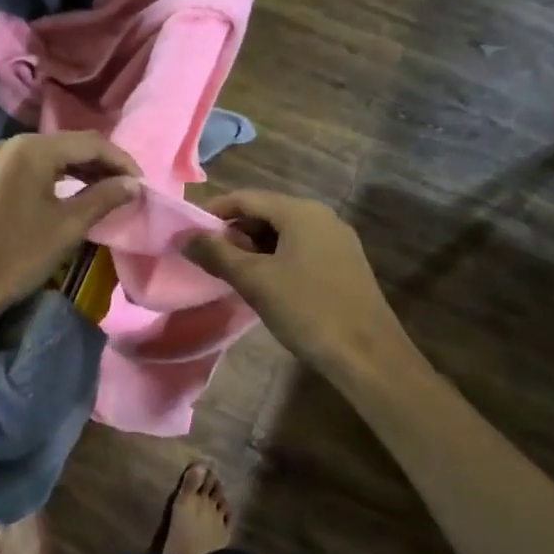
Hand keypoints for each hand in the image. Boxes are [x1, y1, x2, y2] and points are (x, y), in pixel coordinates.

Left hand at [0, 132, 141, 329]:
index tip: (143, 185)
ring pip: (48, 157)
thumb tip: (133, 185)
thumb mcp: (66, 228)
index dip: (121, 161)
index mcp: (30, 149)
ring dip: (79, 171)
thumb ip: (103, 198)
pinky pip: (29, 168)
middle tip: (128, 191)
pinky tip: (71, 195)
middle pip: (67, 145)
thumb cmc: (14, 257)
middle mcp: (10, 143)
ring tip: (106, 193)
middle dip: (101, 165)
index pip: (89, 143)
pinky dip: (55, 178)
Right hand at [183, 189, 408, 378]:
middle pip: (265, 212)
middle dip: (233, 232)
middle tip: (207, 258)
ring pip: (282, 233)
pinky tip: (262, 284)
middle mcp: (321, 217)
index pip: (246, 198)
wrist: (368, 355)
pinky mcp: (343, 265)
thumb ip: (216, 254)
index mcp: (300, 212)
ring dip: (252, 248)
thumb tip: (185, 237)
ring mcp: (336, 241)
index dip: (213, 212)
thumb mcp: (255, 281)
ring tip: (230, 274)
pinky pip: (299, 250)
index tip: (188, 233)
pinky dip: (274, 259)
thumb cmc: (307, 309)